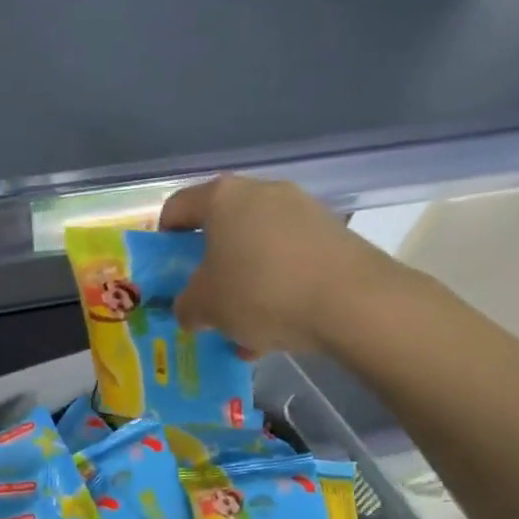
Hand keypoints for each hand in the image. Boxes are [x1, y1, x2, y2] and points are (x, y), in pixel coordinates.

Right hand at [159, 174, 403, 353]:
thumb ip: (186, 306)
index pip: (176, 209)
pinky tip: (278, 327)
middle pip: (221, 227)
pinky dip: (278, 285)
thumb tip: (189, 309)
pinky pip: (290, 258)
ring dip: (245, 280)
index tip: (166, 272)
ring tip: (244, 324)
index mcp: (222, 198)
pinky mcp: (333, 233)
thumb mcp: (206, 307)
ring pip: (257, 246)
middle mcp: (262, 192)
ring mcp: (302, 210)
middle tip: (205, 298)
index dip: (163, 241)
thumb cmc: (262, 292)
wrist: (354, 303)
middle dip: (209, 265)